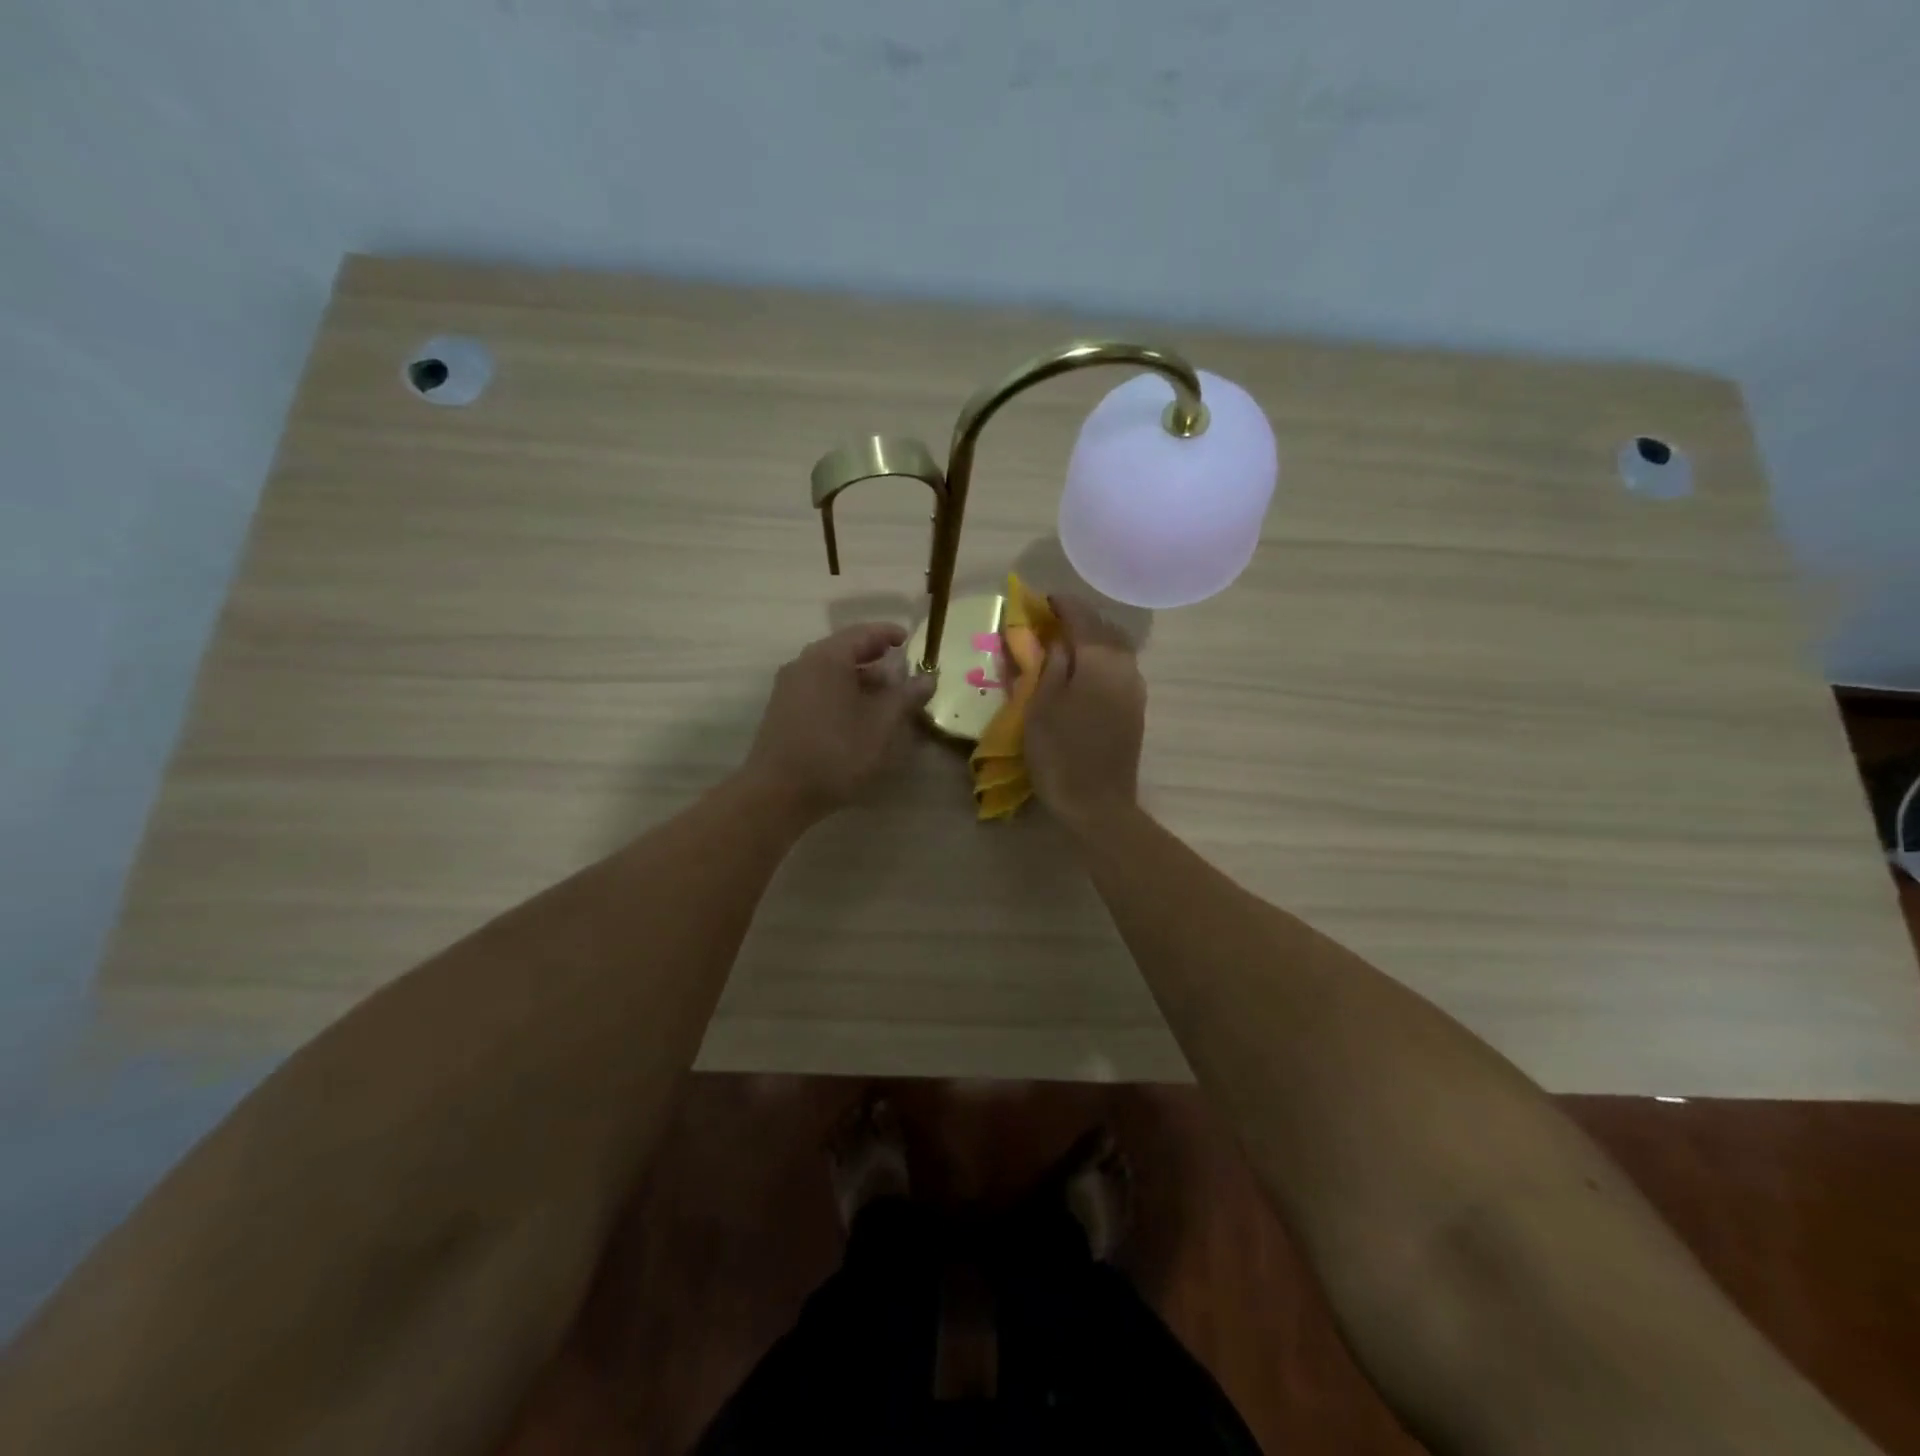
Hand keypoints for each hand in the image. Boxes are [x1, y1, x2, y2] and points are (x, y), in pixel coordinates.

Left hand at [743, 622, 935, 821]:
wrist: (778, 792)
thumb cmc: (836, 752)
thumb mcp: (882, 725)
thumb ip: (906, 696)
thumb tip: (928, 678)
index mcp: (827, 658)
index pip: (863, 633)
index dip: (889, 634)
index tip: (909, 640)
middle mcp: (804, 664)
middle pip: (844, 650)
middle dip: (875, 658)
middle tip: (901, 668)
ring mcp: (789, 687)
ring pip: (830, 671)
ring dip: (859, 678)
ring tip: (885, 695)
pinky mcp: (782, 710)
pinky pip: (818, 688)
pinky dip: (842, 691)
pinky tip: (857, 714)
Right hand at [1026, 596, 1146, 834]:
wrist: (1098, 804)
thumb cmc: (1060, 752)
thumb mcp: (1041, 705)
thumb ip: (1050, 665)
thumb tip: (1057, 640)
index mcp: (1100, 660)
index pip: (1083, 617)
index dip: (1061, 605)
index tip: (1042, 601)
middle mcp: (1125, 667)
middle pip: (1105, 629)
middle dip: (1079, 620)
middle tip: (1051, 622)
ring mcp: (1135, 689)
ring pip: (1115, 649)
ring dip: (1092, 640)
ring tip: (1064, 645)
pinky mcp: (1135, 709)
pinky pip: (1118, 670)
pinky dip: (1099, 661)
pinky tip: (1081, 672)